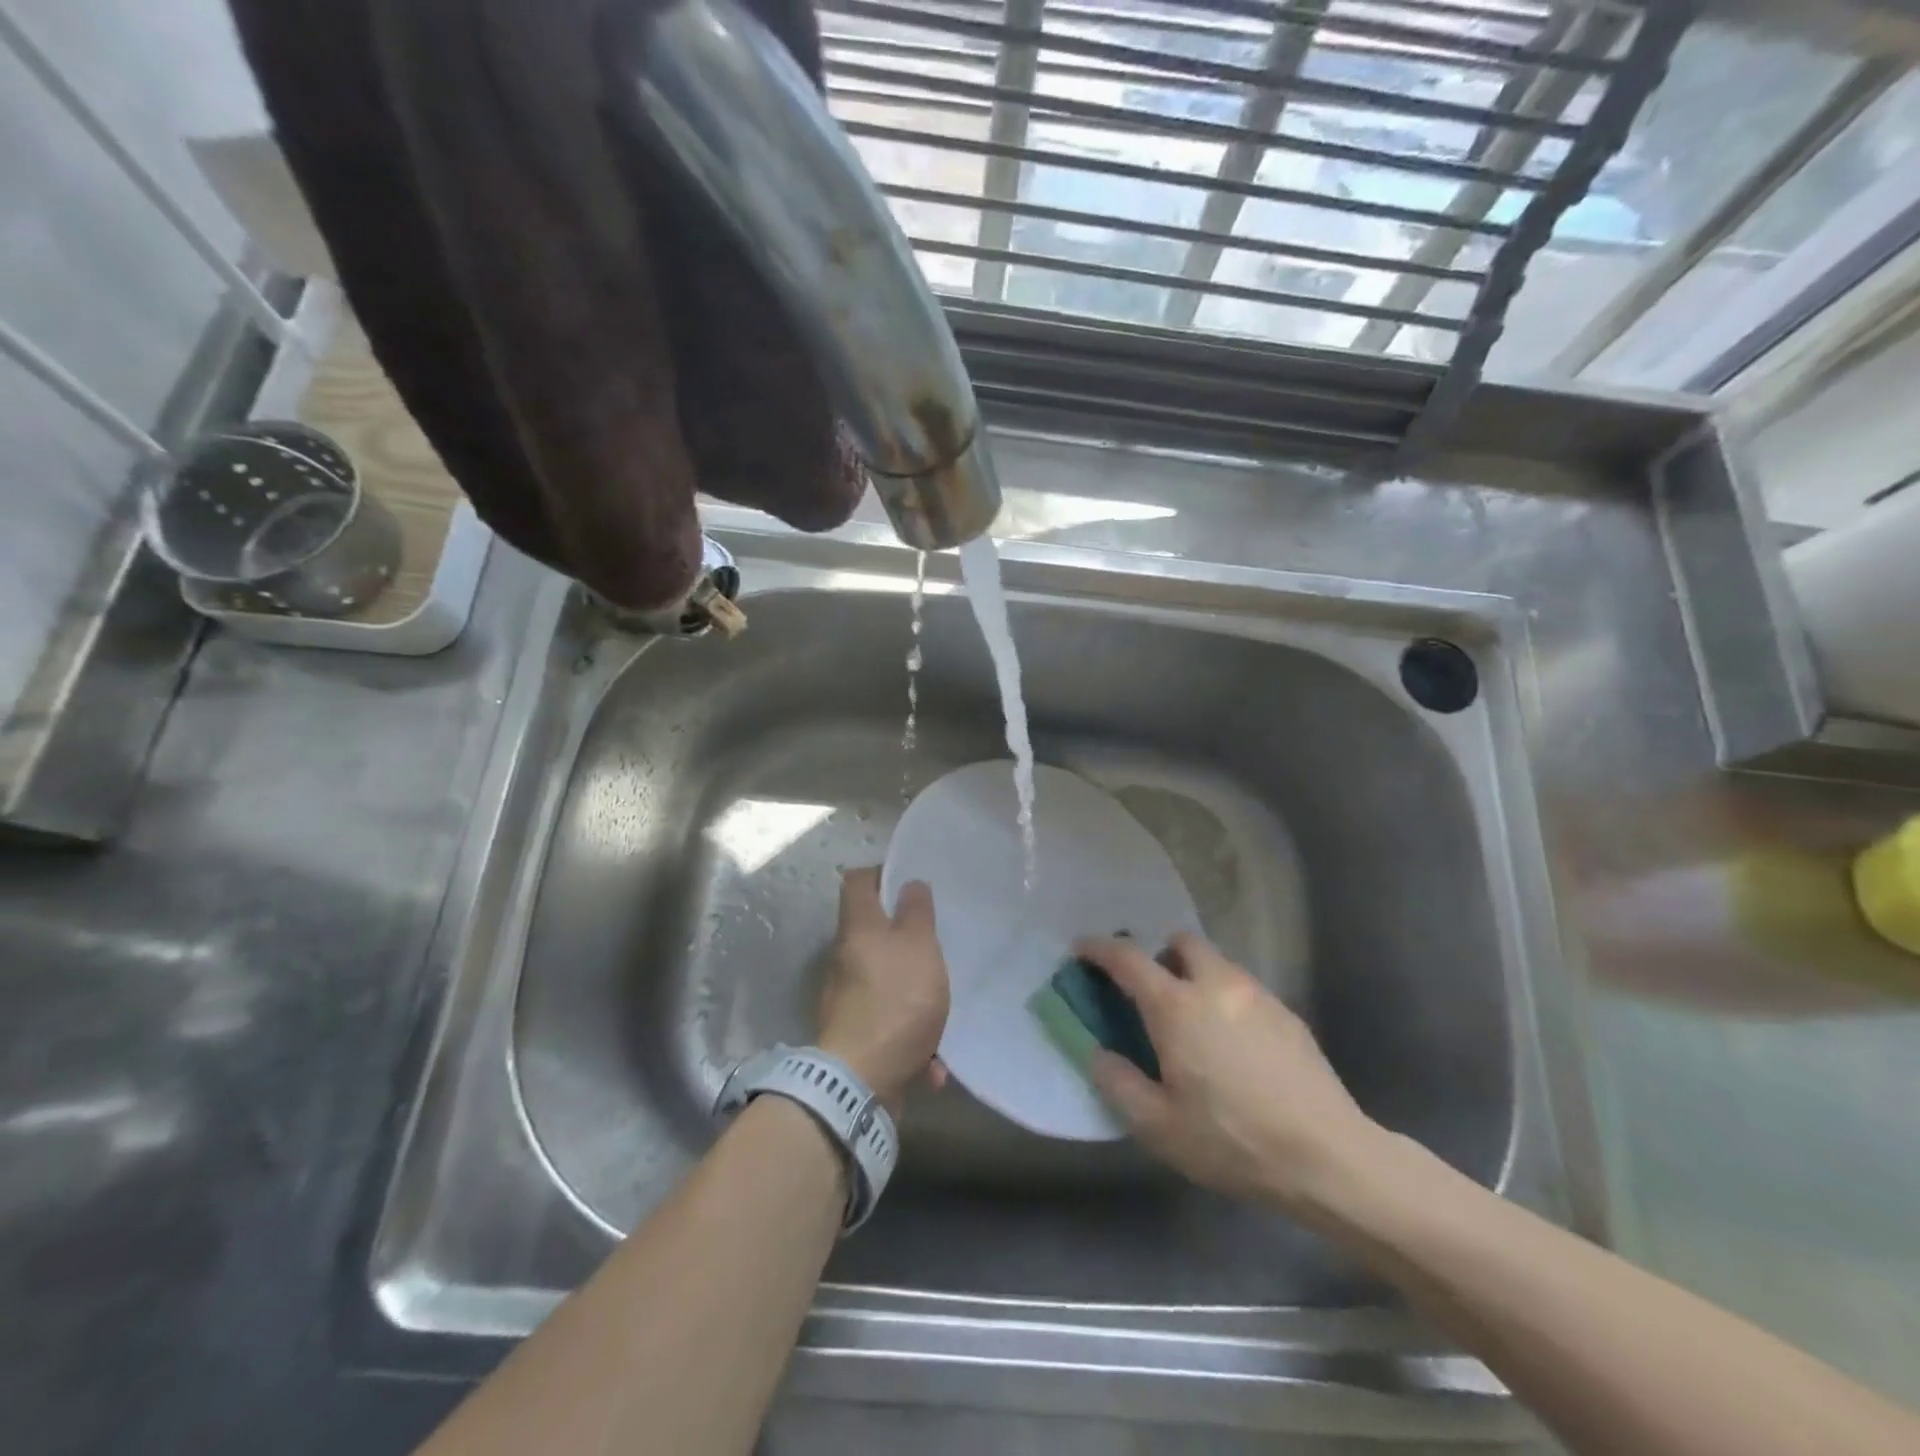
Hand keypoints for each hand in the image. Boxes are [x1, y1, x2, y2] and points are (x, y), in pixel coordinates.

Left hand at [817, 868, 950, 1107]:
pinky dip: (911, 1038)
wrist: (861, 1081)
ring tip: (942, 1006)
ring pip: (885, 981)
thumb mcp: (919, 947)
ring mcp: (848, 999)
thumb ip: (917, 913)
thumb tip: (909, 884)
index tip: (909, 883)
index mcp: (858, 928)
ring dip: (914, 993)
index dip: (881, 874)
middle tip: (935, 942)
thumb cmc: (896, 1000)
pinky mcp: (856, 1035)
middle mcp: (846, 958)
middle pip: (872, 933)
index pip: (857, 881)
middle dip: (905, 939)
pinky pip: (889, 1025)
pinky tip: (933, 1062)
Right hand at [1079, 934, 1385, 1216]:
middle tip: (1153, 992)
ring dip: (1197, 976)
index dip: (1099, 948)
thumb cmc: (1233, 1141)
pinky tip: (1235, 1047)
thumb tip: (1100, 1054)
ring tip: (1196, 1024)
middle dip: (1161, 954)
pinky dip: (1227, 1000)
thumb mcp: (1159, 1127)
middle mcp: (1216, 986)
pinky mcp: (1288, 1015)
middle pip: (1183, 942)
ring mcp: (1257, 996)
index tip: (1082, 948)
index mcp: (1176, 1007)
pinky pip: (1245, 990)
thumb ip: (1118, 1084)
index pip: (1127, 959)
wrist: (1328, 1158)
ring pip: (1218, 964)